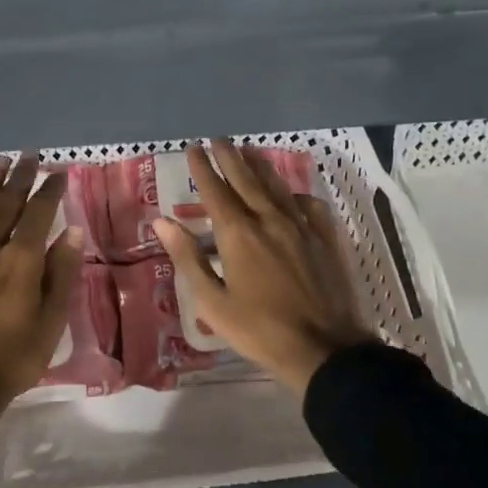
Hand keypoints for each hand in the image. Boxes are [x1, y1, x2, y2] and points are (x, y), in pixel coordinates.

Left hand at [0, 155, 84, 454]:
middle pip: (4, 204)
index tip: (58, 172)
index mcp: (20, 262)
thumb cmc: (9, 363)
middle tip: (27, 156)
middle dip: (19, 177)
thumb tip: (72, 232)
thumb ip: (61, 275)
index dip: (49, 190)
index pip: (38, 213)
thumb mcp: (49, 324)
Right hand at [152, 141, 373, 395]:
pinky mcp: (325, 239)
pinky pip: (307, 205)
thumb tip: (162, 222)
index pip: (216, 191)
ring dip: (260, 166)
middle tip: (218, 139)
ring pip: (277, 187)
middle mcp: (270, 220)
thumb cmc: (259, 330)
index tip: (193, 148)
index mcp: (239, 234)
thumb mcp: (212, 301)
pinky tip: (291, 194)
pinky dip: (294, 194)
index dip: (203, 168)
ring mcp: (302, 227)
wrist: (324, 348)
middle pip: (247, 179)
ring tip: (249, 150)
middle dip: (230, 157)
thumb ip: (188, 258)